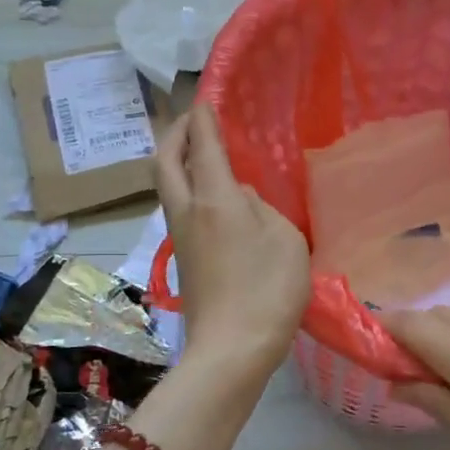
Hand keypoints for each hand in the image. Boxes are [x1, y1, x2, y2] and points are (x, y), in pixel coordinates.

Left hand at [154, 102, 309, 386]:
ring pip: (167, 186)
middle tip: (192, 121)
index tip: (205, 99)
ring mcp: (181, 237)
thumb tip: (240, 198)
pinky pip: (179, 208)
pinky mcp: (184, 259)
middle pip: (164, 160)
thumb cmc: (268, 290)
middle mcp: (187, 211)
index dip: (203, 118)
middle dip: (174, 133)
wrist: (231, 350)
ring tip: (202, 153)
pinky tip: (213, 195)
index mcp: (213, 198)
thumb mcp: (285, 239)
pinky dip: (187, 187)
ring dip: (177, 161)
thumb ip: (263, 209)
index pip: (202, 144)